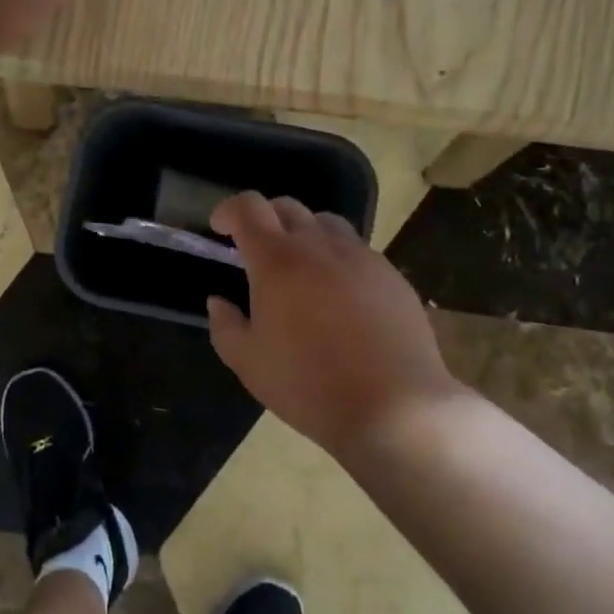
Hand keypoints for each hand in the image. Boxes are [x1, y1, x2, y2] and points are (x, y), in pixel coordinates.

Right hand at [207, 193, 462, 462]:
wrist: (394, 406)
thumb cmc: (308, 384)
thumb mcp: (249, 363)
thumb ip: (225, 325)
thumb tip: (219, 301)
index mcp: (277, 260)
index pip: (248, 208)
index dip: (229, 210)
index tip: (219, 229)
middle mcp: (319, 245)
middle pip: (287, 207)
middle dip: (264, 218)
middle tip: (256, 249)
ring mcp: (361, 256)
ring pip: (327, 223)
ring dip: (304, 233)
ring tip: (300, 266)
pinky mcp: (392, 275)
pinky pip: (357, 251)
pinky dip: (338, 258)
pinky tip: (340, 295)